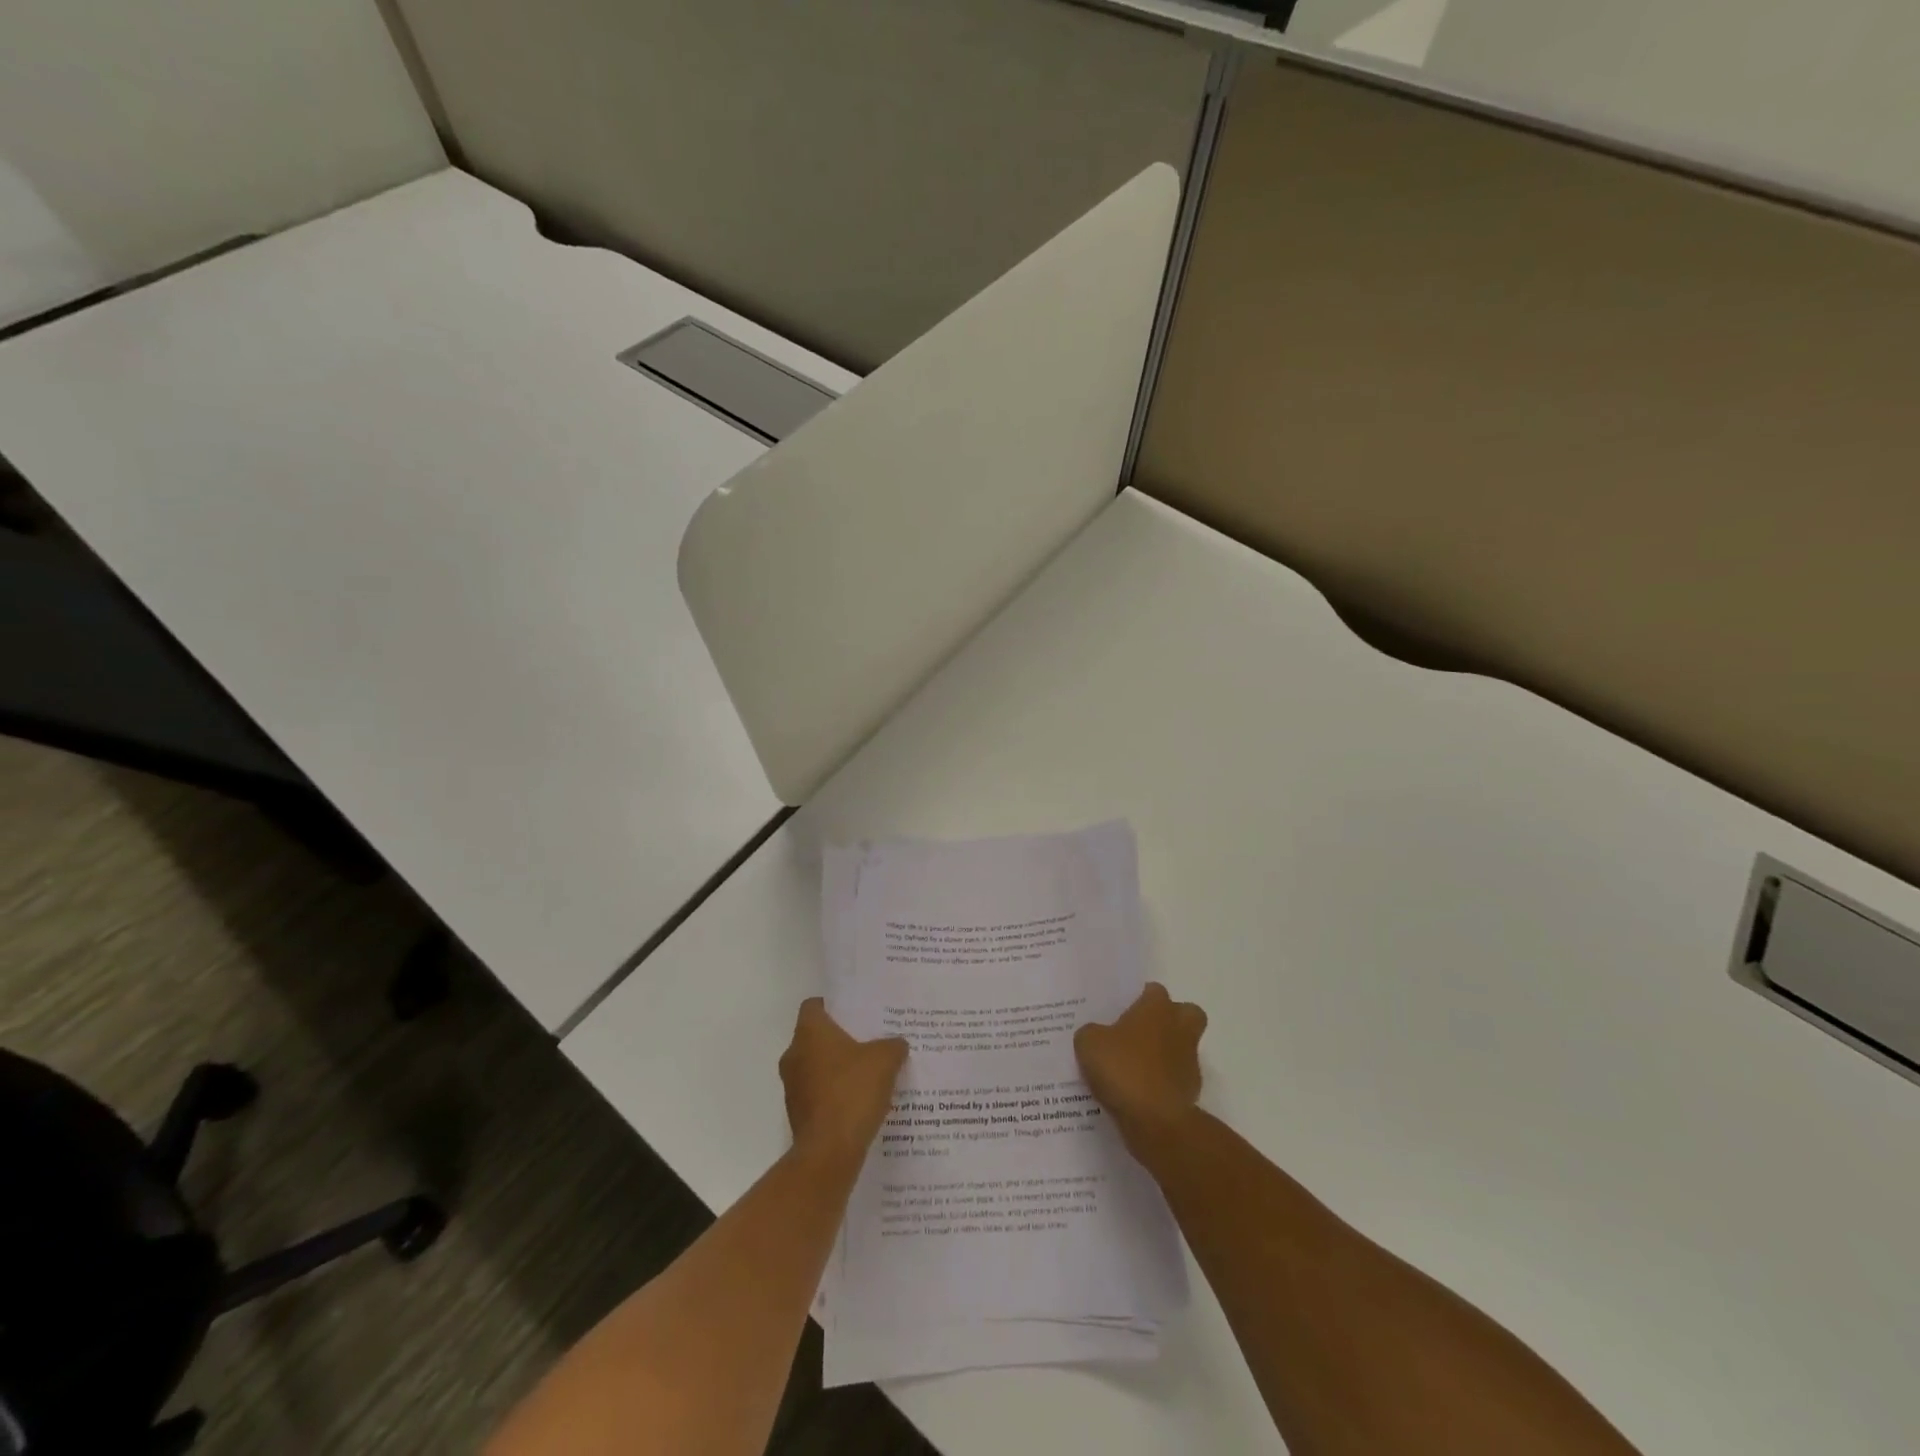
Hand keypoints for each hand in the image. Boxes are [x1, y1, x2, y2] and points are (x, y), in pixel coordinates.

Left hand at [780, 999, 908, 1171]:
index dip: (834, 1005)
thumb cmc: (853, 1092)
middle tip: (869, 1039)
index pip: (814, 1005)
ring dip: (838, 1068)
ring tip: (869, 1071)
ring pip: (817, 1066)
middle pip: (816, 1037)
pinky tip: (861, 1100)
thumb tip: (897, 1043)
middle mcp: (794, 1054)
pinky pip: (818, 1093)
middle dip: (840, 1039)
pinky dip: (835, 1093)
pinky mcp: (798, 1114)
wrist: (830, 1152)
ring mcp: (793, 1086)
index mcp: (809, 1032)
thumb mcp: (885, 1060)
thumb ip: (892, 1045)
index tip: (856, 1012)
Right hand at [1074, 982, 1206, 1154]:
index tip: (1123, 1010)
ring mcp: (1189, 1061)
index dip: (1140, 998)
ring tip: (1134, 1067)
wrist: (1155, 1120)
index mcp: (1156, 1008)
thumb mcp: (1089, 1044)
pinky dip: (1163, 1082)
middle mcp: (1179, 1028)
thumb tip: (1096, 1035)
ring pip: (1183, 1047)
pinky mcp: (1191, 1091)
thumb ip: (1091, 1033)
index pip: (1154, 991)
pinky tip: (1139, 1093)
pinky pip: (1176, 1078)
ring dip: (1166, 1053)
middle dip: (1171, 1019)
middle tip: (1142, 1031)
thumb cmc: (1123, 1069)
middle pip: (1186, 1013)